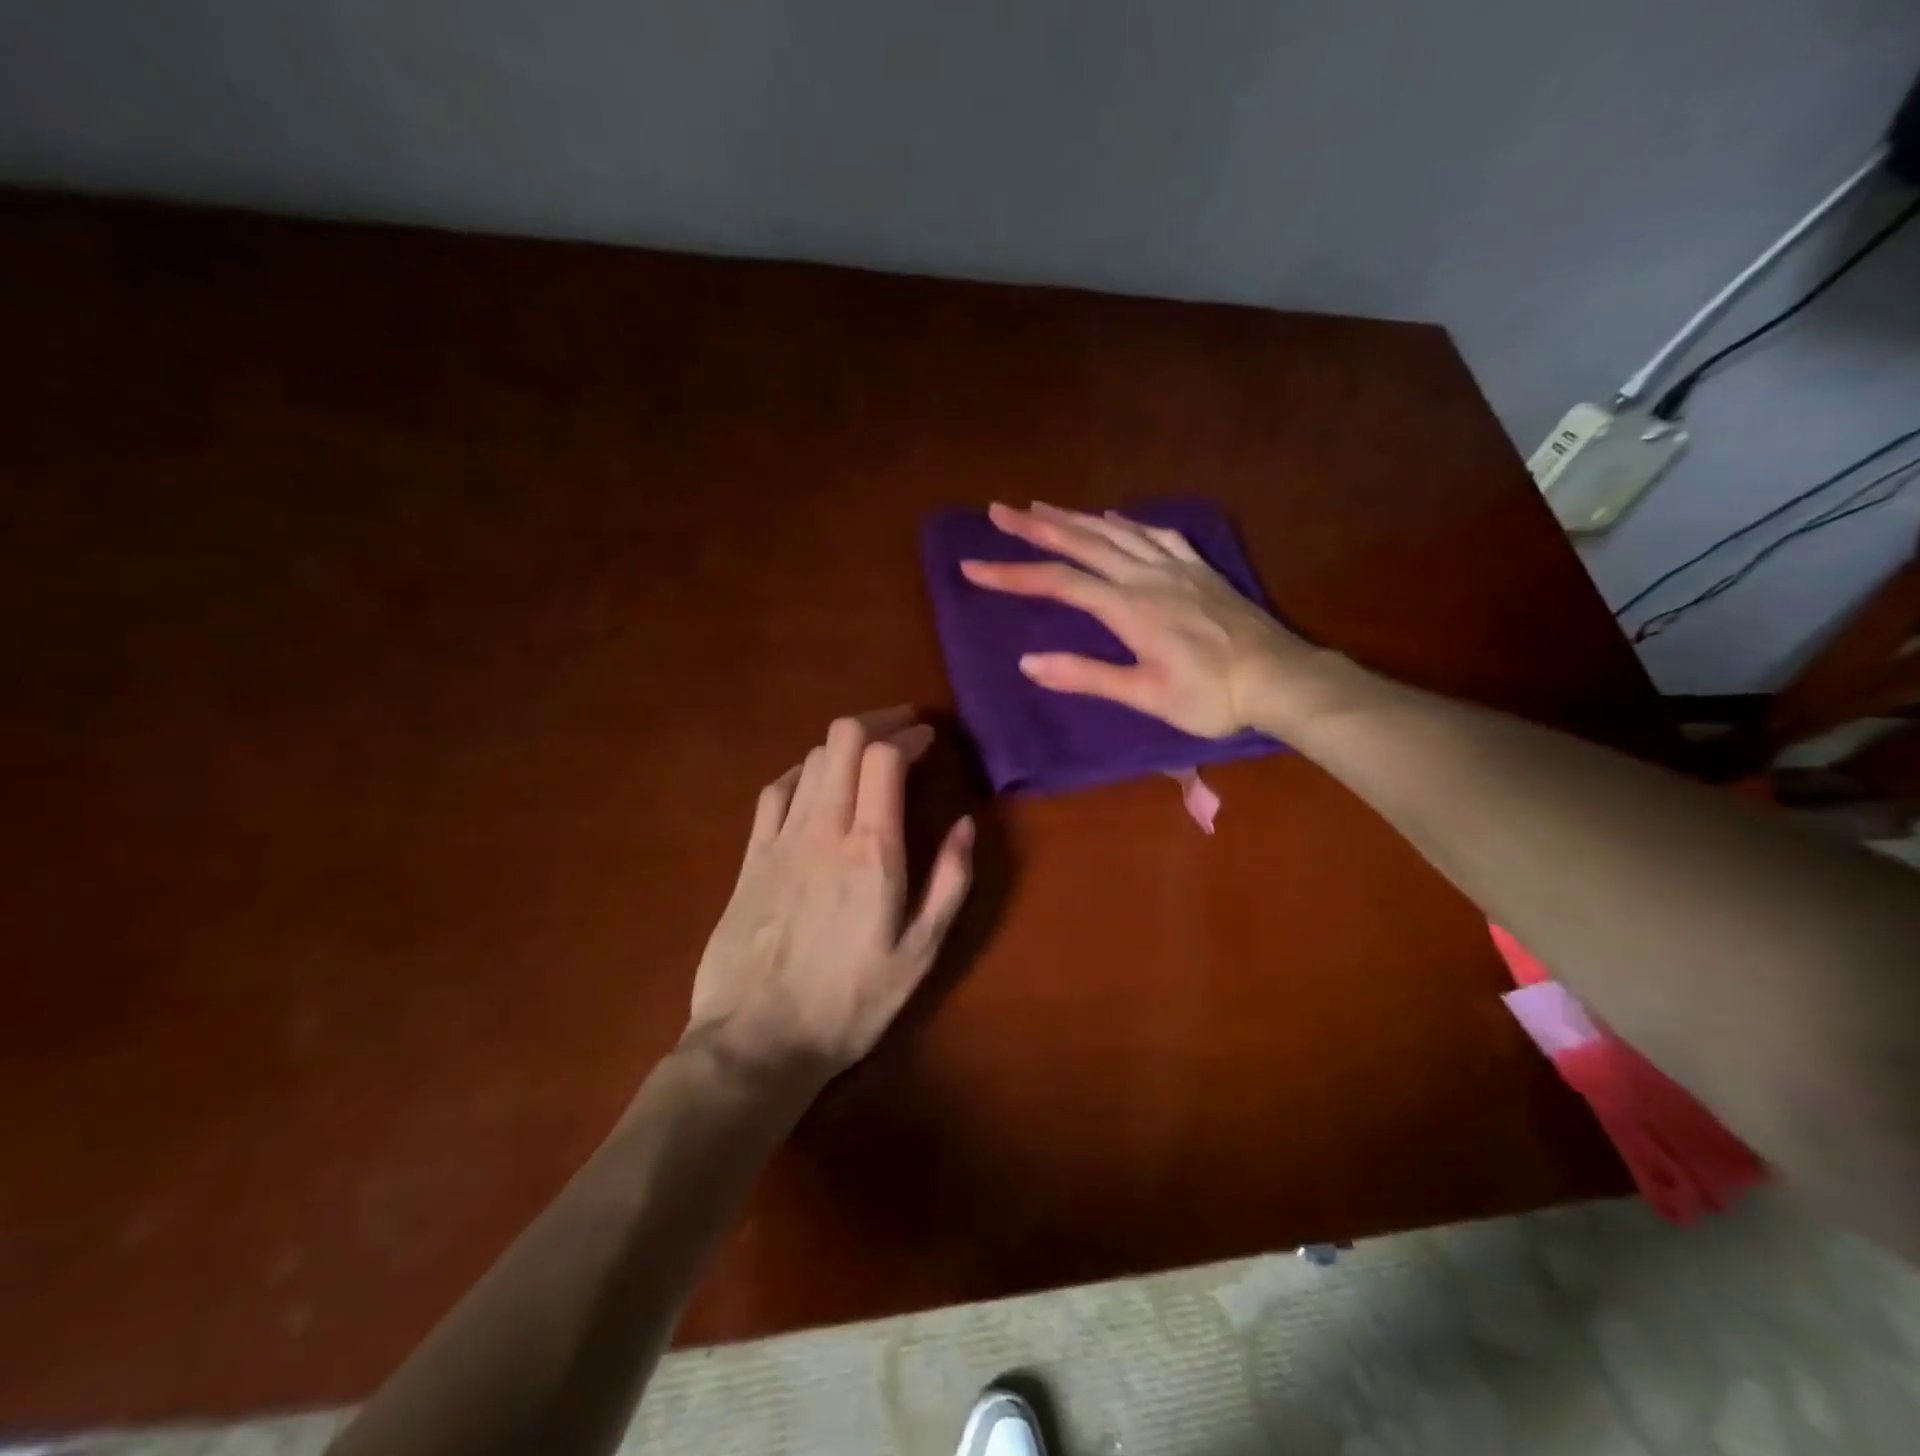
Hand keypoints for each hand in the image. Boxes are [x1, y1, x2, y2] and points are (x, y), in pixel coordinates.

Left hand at [686, 708, 973, 1087]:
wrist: (757, 1041)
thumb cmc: (850, 1003)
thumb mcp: (920, 953)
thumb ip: (950, 882)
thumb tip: (967, 824)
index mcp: (872, 850)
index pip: (885, 757)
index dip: (909, 735)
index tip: (929, 738)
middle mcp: (824, 829)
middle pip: (843, 740)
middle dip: (877, 721)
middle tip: (902, 729)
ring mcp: (780, 839)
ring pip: (811, 759)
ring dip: (843, 744)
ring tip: (868, 754)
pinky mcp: (750, 856)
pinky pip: (775, 791)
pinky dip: (802, 771)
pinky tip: (814, 781)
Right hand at [959, 502, 1327, 737]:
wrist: (1278, 679)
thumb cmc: (1210, 696)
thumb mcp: (1144, 694)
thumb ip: (1086, 675)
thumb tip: (1028, 661)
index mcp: (1128, 607)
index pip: (1058, 582)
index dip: (1012, 574)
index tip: (972, 566)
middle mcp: (1146, 576)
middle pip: (1082, 542)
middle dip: (1036, 526)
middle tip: (998, 510)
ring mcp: (1175, 567)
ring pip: (1116, 531)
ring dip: (1075, 516)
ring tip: (1042, 505)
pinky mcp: (1199, 569)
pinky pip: (1157, 534)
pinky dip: (1127, 522)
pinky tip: (1114, 517)